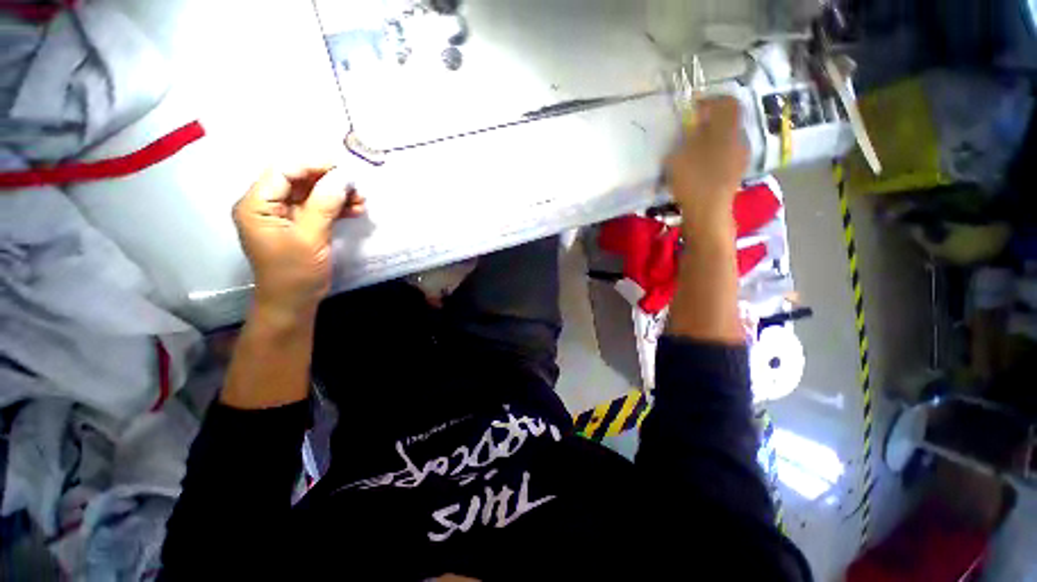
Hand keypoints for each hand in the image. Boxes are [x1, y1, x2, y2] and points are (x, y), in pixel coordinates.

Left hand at [232, 165, 365, 319]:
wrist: (294, 302)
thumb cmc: (295, 272)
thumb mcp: (310, 237)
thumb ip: (325, 204)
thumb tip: (343, 177)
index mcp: (257, 204)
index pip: (283, 171)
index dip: (313, 166)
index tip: (344, 170)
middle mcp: (267, 204)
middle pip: (299, 180)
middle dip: (329, 182)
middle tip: (357, 187)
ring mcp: (284, 215)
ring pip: (312, 193)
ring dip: (337, 195)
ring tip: (361, 201)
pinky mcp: (300, 225)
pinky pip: (319, 208)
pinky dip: (337, 207)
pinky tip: (355, 210)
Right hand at [666, 96, 748, 232]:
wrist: (708, 211)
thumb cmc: (693, 179)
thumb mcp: (680, 154)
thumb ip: (688, 135)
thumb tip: (696, 124)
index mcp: (727, 129)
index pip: (727, 102)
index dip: (711, 100)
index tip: (693, 108)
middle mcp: (739, 138)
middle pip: (728, 120)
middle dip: (711, 121)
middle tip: (691, 129)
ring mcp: (740, 157)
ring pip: (727, 138)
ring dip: (712, 138)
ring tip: (694, 149)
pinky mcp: (736, 172)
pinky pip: (726, 153)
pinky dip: (715, 153)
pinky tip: (701, 165)